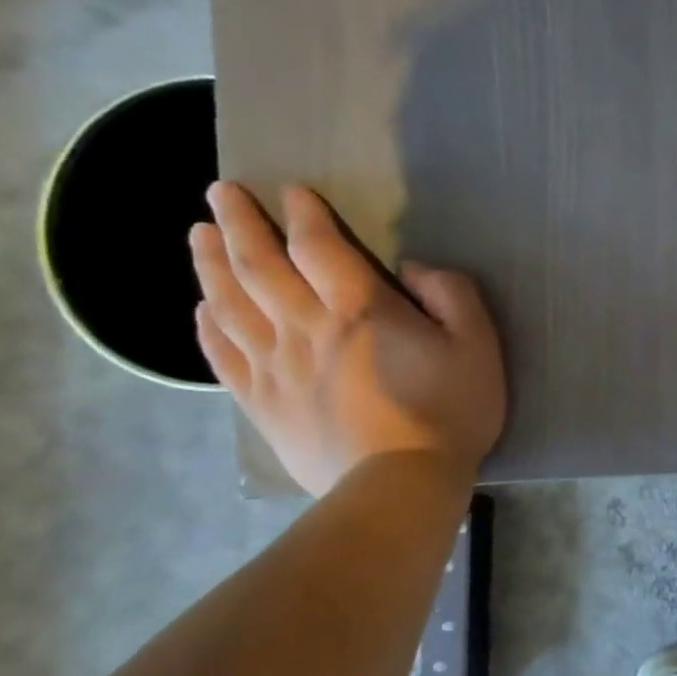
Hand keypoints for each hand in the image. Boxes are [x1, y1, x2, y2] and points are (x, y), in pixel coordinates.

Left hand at [191, 183, 505, 496]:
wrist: (401, 484)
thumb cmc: (450, 411)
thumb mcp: (478, 345)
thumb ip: (452, 295)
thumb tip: (413, 270)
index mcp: (360, 310)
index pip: (320, 248)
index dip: (305, 215)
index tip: (292, 191)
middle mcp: (305, 328)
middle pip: (260, 266)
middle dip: (239, 224)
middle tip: (220, 193)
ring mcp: (274, 367)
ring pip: (229, 303)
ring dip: (211, 263)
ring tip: (199, 235)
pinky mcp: (261, 403)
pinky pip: (223, 354)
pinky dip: (207, 325)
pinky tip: (203, 308)